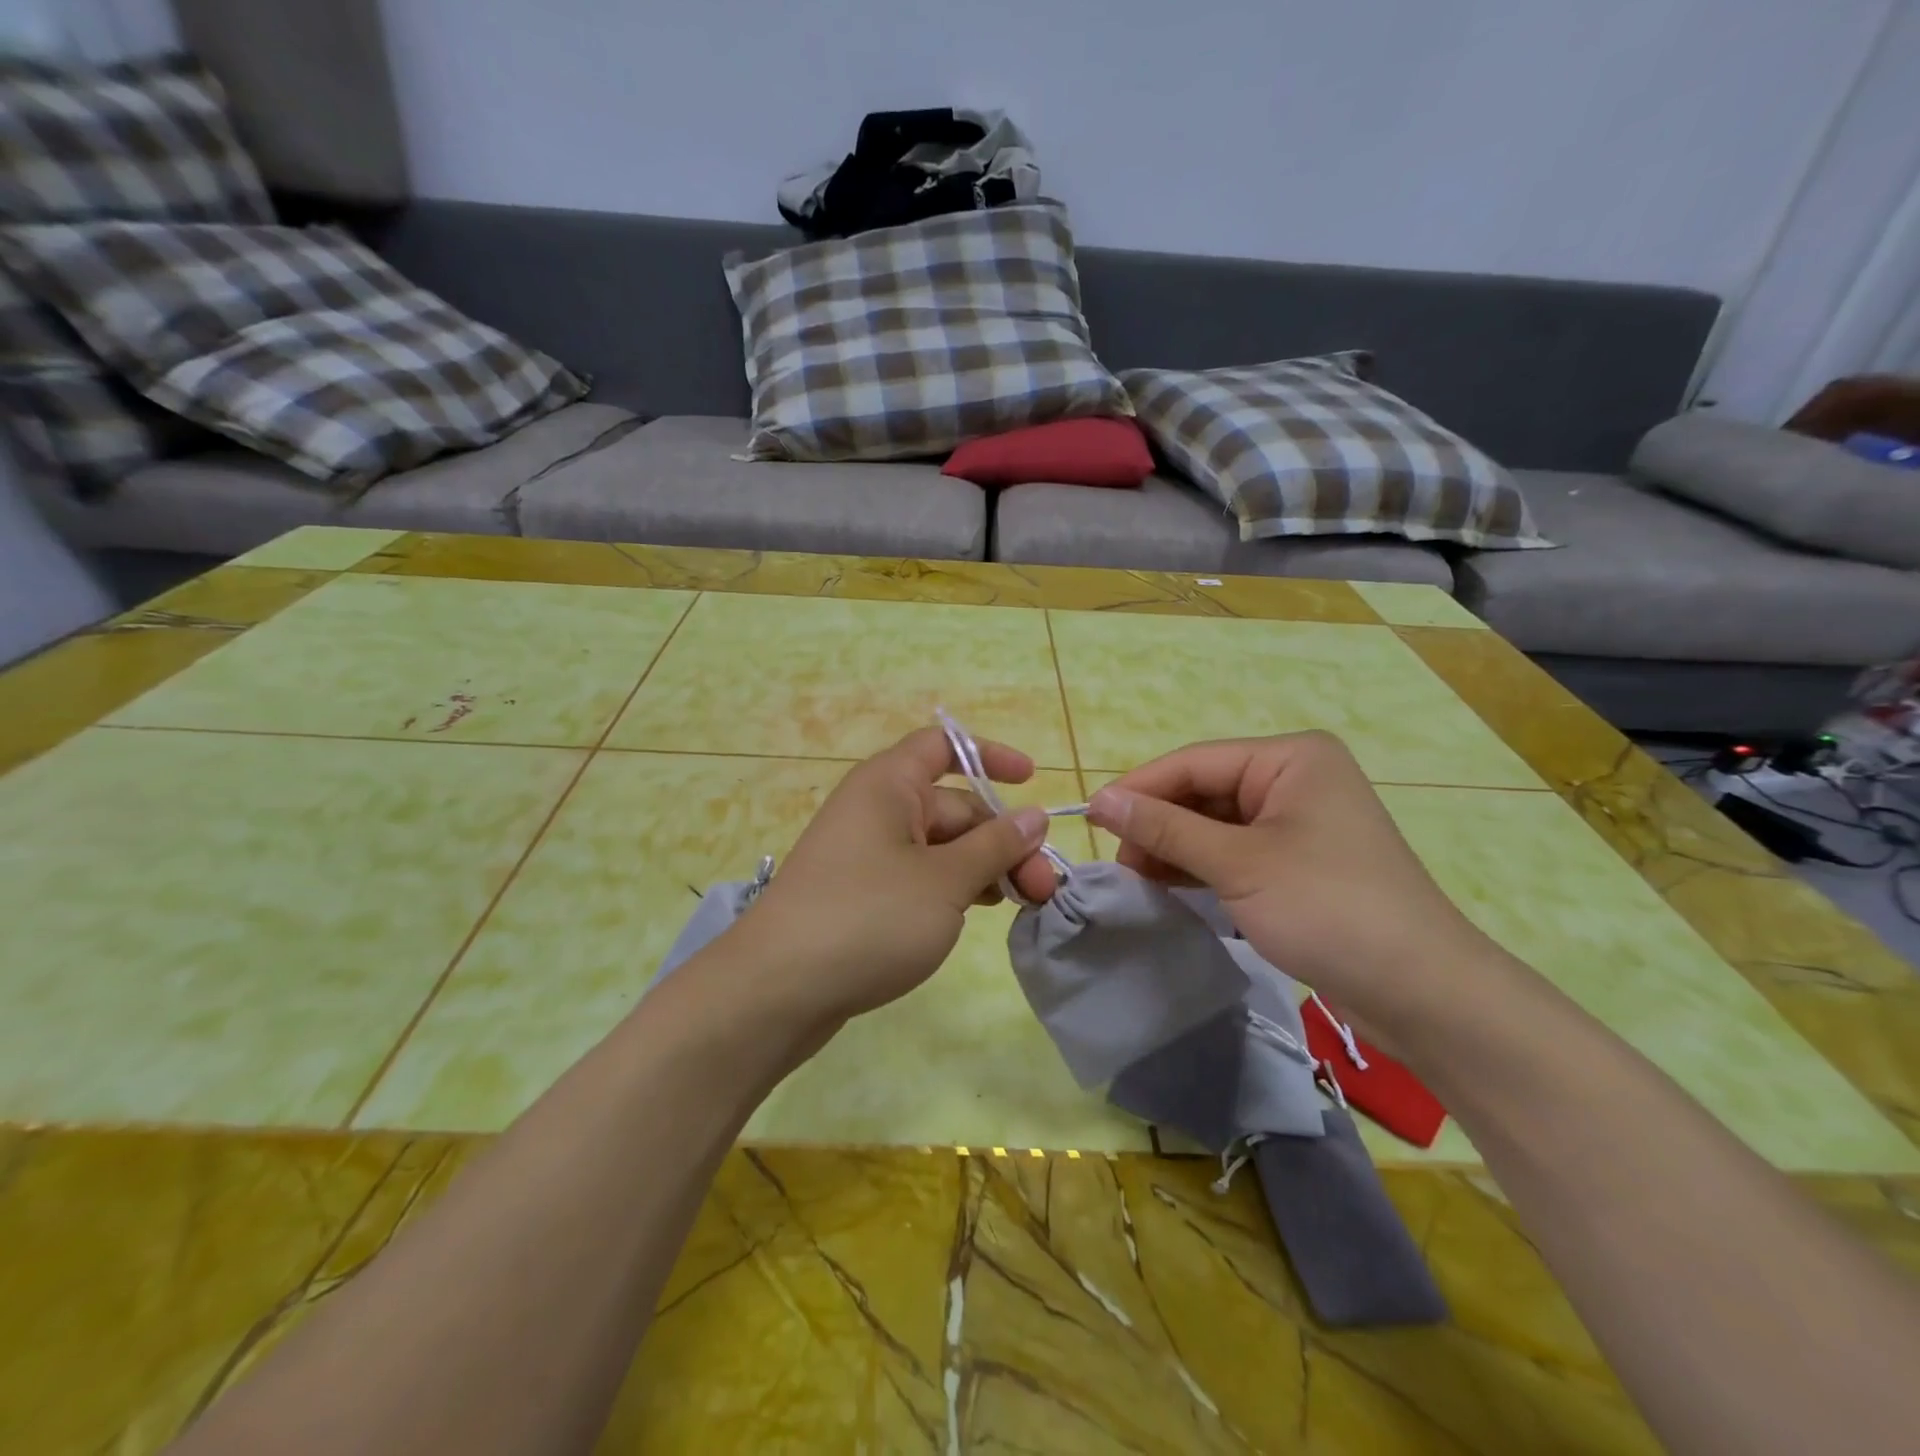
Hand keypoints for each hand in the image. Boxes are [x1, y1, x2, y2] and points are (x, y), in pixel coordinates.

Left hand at [729, 726, 1052, 1029]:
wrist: (776, 991)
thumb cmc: (868, 917)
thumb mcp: (945, 880)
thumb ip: (995, 846)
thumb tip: (1034, 816)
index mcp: (888, 785)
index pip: (943, 746)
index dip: (989, 756)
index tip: (1032, 779)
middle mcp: (876, 810)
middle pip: (953, 807)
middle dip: (1002, 840)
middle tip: (1043, 887)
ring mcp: (866, 855)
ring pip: (940, 848)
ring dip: (984, 868)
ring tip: (1023, 904)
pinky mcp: (862, 895)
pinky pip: (919, 877)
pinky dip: (953, 889)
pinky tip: (978, 914)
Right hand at [1087, 731, 1502, 1040]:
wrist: (1422, 992)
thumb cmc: (1329, 908)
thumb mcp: (1237, 863)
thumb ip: (1165, 828)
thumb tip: (1099, 800)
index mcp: (1290, 759)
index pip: (1193, 762)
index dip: (1139, 789)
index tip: (1089, 818)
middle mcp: (1294, 780)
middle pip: (1203, 792)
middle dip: (1158, 825)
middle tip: (1116, 863)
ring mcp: (1297, 823)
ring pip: (1215, 825)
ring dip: (1174, 850)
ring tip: (1135, 879)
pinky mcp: (1297, 863)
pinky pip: (1234, 852)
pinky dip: (1200, 869)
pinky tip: (1168, 887)